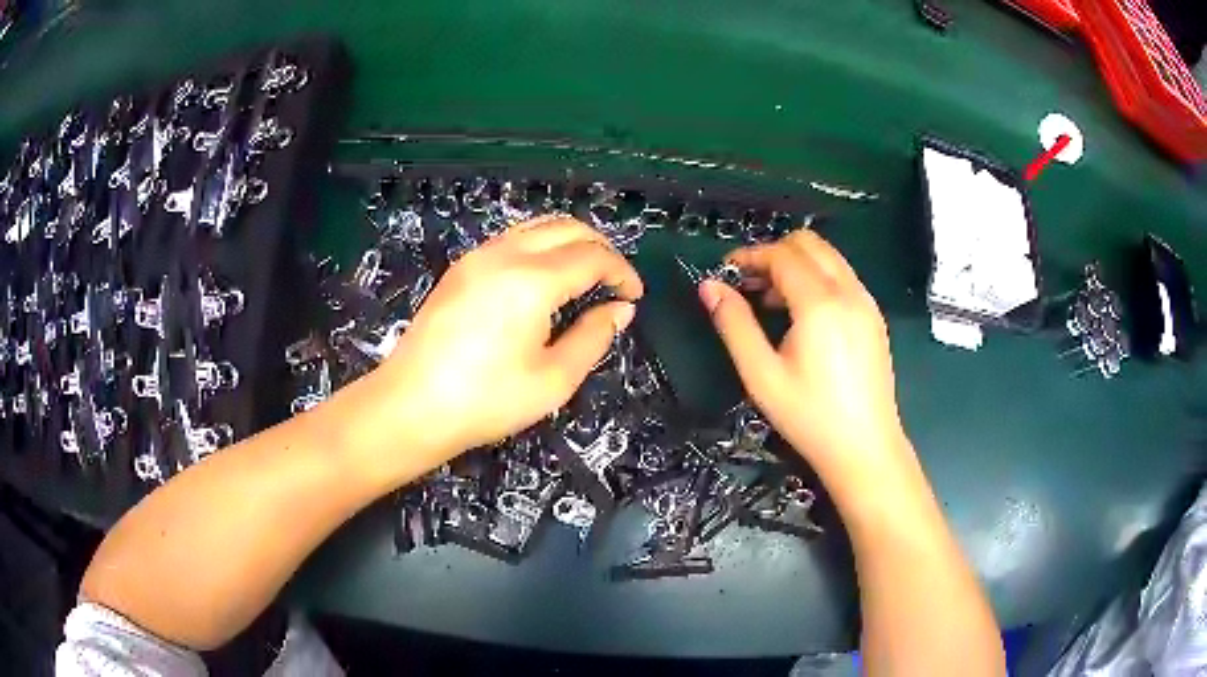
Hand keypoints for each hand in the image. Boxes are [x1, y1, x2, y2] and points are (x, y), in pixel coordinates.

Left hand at [376, 215, 642, 458]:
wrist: (411, 406)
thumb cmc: (486, 400)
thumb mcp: (553, 380)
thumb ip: (593, 338)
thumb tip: (619, 310)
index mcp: (532, 280)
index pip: (593, 256)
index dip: (621, 271)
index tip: (633, 296)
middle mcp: (505, 254)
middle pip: (566, 227)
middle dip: (600, 247)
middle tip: (615, 280)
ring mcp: (477, 257)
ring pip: (537, 226)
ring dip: (569, 241)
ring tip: (585, 274)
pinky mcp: (460, 268)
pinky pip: (512, 239)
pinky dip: (540, 245)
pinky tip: (544, 278)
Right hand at [699, 229, 907, 481]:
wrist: (865, 448)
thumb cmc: (809, 417)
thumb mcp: (762, 375)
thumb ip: (734, 325)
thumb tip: (709, 286)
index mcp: (820, 303)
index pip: (782, 255)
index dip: (749, 256)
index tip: (725, 273)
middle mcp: (849, 292)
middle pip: (809, 243)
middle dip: (774, 253)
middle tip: (748, 285)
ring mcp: (867, 303)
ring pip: (828, 257)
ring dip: (796, 265)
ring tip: (771, 301)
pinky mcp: (874, 317)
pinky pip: (842, 277)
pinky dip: (817, 279)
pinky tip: (802, 316)